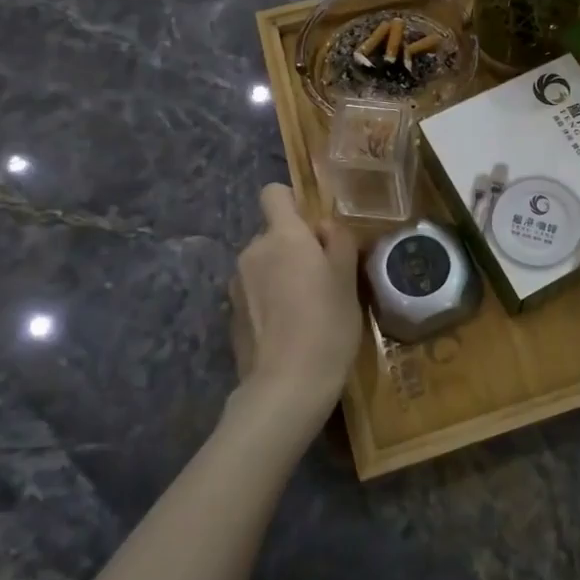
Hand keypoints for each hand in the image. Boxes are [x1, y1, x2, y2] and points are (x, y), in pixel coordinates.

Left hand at [230, 185, 362, 434]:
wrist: (287, 386)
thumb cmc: (327, 323)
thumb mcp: (347, 278)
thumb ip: (338, 241)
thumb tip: (323, 227)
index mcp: (282, 236)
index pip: (273, 193)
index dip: (293, 202)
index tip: (315, 228)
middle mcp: (253, 251)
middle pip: (273, 233)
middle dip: (294, 246)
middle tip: (323, 276)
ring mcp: (237, 284)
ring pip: (264, 264)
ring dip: (281, 274)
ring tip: (307, 307)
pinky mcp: (232, 314)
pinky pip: (255, 291)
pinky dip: (270, 300)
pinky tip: (289, 328)